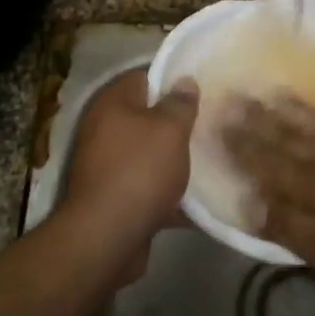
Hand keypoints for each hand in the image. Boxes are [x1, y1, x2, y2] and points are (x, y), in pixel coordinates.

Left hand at [63, 69, 197, 237]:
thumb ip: (180, 103)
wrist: (107, 238)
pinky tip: (199, 199)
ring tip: (211, 157)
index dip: (171, 80)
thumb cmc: (139, 171)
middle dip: (177, 122)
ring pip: (149, 154)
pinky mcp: (116, 198)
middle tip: (210, 123)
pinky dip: (169, 192)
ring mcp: (107, 166)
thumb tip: (184, 81)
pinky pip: (148, 187)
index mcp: (112, 104)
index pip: (143, 77)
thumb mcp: (169, 129)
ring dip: (175, 159)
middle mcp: (104, 130)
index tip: (201, 88)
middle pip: (146, 117)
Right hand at [220, 95, 314, 295]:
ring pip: (313, 123)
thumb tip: (250, 206)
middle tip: (231, 97)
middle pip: (287, 136)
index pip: (268, 161)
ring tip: (265, 92)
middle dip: (256, 119)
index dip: (240, 145)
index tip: (215, 124)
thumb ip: (293, 228)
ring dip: (285, 109)